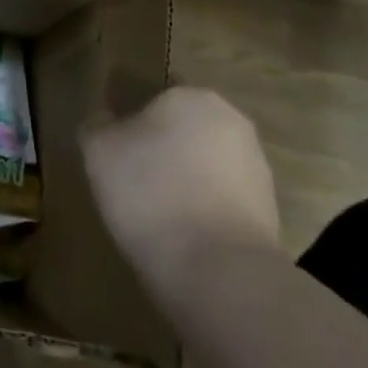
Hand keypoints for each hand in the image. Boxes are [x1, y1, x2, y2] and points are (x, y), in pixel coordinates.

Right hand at [82, 87, 280, 297]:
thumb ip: (98, 125)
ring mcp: (257, 166)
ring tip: (156, 215)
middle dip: (162, 150)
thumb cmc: (150, 193)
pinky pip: (222, 200)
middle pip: (183, 129)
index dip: (130, 124)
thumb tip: (105, 121)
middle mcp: (231, 120)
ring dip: (184, 181)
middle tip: (132, 181)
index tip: (114, 153)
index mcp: (191, 95)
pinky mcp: (270, 211)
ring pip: (205, 164)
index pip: (153, 97)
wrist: (219, 271)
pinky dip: (203, 211)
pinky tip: (183, 236)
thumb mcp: (98, 150)